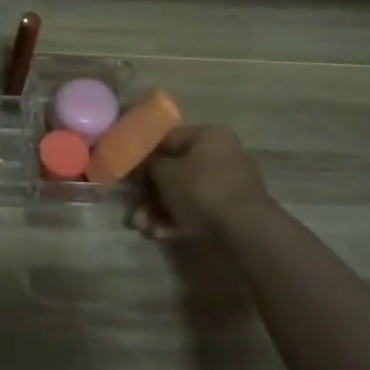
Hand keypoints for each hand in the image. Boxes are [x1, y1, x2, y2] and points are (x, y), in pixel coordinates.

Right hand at [130, 126, 271, 240]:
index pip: (168, 138)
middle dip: (149, 190)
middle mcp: (220, 155)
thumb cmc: (201, 188)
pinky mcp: (228, 212)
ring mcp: (226, 185)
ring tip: (142, 225)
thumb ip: (148, 165)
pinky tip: (158, 233)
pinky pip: (195, 210)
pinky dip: (176, 221)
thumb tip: (140, 166)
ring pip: (182, 194)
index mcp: (209, 136)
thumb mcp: (164, 171)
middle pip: (174, 169)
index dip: (143, 153)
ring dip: (158, 209)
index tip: (125, 168)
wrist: (244, 230)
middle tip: (132, 203)